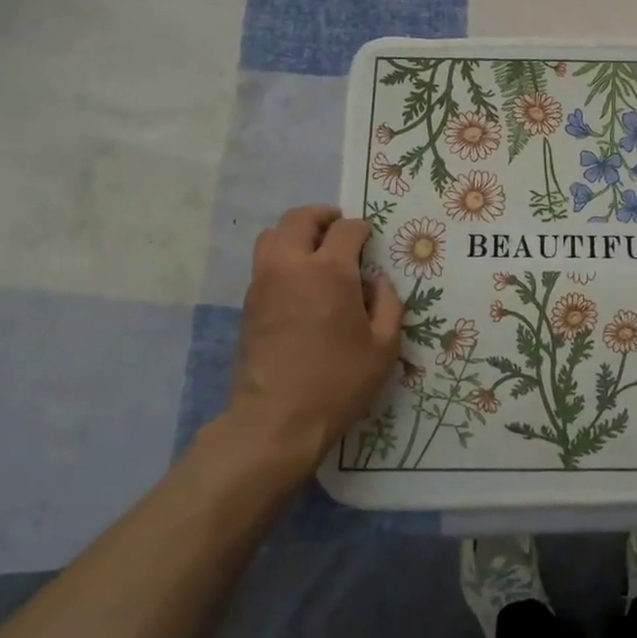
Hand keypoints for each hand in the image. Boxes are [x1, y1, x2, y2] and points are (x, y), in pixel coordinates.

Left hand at [220, 205, 403, 483]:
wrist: (276, 420)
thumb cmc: (339, 381)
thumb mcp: (384, 346)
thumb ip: (388, 303)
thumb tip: (375, 281)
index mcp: (330, 270)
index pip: (346, 228)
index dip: (361, 228)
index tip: (369, 238)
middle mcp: (292, 265)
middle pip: (299, 218)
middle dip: (322, 217)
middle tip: (339, 229)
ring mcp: (264, 283)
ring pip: (272, 235)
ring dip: (295, 233)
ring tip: (315, 250)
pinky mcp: (248, 304)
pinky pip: (263, 263)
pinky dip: (282, 258)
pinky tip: (299, 283)